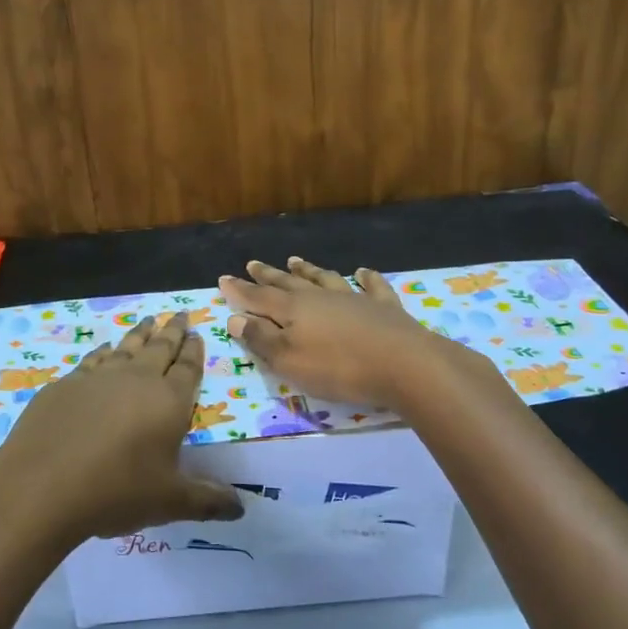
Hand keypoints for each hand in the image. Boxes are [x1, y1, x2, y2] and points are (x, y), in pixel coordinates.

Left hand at [0, 312, 243, 547]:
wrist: (41, 486)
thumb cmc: (116, 491)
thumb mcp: (169, 502)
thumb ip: (207, 501)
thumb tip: (241, 508)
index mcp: (169, 402)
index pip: (188, 369)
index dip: (194, 351)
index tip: (197, 333)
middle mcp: (136, 380)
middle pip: (159, 348)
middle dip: (172, 331)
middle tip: (179, 314)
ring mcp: (97, 378)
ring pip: (126, 348)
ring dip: (139, 334)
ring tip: (148, 322)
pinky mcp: (65, 385)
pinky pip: (93, 360)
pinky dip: (104, 352)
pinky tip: (105, 349)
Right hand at [218, 257, 477, 407]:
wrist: (404, 364)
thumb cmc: (339, 368)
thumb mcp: (290, 361)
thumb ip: (261, 340)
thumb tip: (235, 318)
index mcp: (293, 310)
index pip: (258, 298)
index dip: (239, 290)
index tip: (223, 279)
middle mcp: (320, 297)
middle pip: (288, 283)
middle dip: (268, 275)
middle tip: (253, 263)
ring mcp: (354, 298)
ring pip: (324, 278)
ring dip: (308, 270)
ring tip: (295, 260)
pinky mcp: (384, 307)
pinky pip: (372, 285)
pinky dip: (366, 277)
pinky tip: (362, 271)